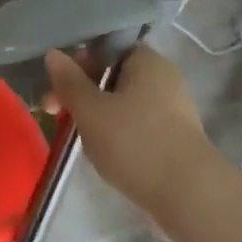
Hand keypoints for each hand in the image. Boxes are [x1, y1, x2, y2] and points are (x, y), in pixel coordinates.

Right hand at [44, 44, 216, 218]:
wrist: (188, 192)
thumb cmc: (134, 142)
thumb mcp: (91, 110)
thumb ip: (69, 81)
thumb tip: (54, 54)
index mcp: (146, 61)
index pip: (105, 49)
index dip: (77, 65)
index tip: (56, 92)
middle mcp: (163, 78)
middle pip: (112, 77)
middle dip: (82, 95)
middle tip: (59, 118)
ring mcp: (172, 109)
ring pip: (123, 104)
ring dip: (98, 118)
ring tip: (83, 142)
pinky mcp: (174, 138)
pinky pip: (137, 126)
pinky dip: (118, 135)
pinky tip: (108, 157)